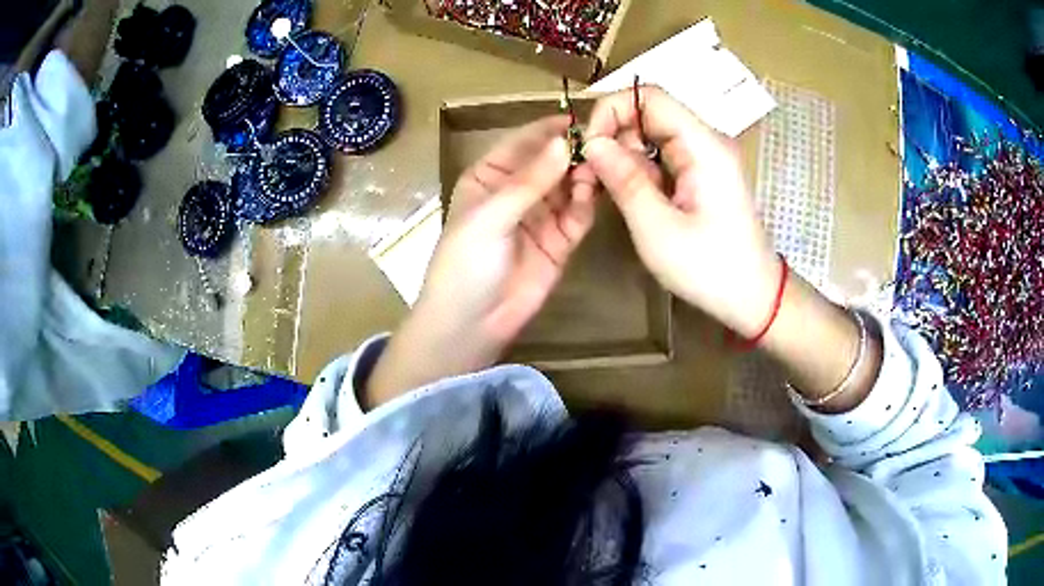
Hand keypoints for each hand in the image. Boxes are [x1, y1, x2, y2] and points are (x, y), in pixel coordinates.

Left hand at [366, 116, 595, 406]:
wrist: (471, 323)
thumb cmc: (466, 263)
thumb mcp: (491, 216)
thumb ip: (529, 181)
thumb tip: (563, 143)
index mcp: (489, 176)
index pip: (523, 142)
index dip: (550, 129)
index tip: (583, 117)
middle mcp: (517, 191)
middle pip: (551, 161)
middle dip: (574, 152)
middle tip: (603, 143)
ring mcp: (541, 215)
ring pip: (569, 185)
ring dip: (585, 175)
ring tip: (602, 167)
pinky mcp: (560, 240)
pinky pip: (579, 213)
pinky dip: (588, 202)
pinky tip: (595, 193)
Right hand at [581, 86, 778, 337]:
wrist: (754, 297)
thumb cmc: (710, 269)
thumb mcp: (657, 229)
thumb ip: (624, 180)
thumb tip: (592, 143)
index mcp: (703, 146)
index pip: (649, 96)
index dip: (612, 110)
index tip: (591, 148)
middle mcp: (706, 141)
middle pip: (649, 113)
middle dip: (615, 138)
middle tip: (596, 179)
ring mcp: (706, 157)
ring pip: (652, 135)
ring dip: (625, 157)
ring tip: (614, 194)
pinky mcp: (703, 173)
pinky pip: (663, 156)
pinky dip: (642, 170)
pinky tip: (636, 200)